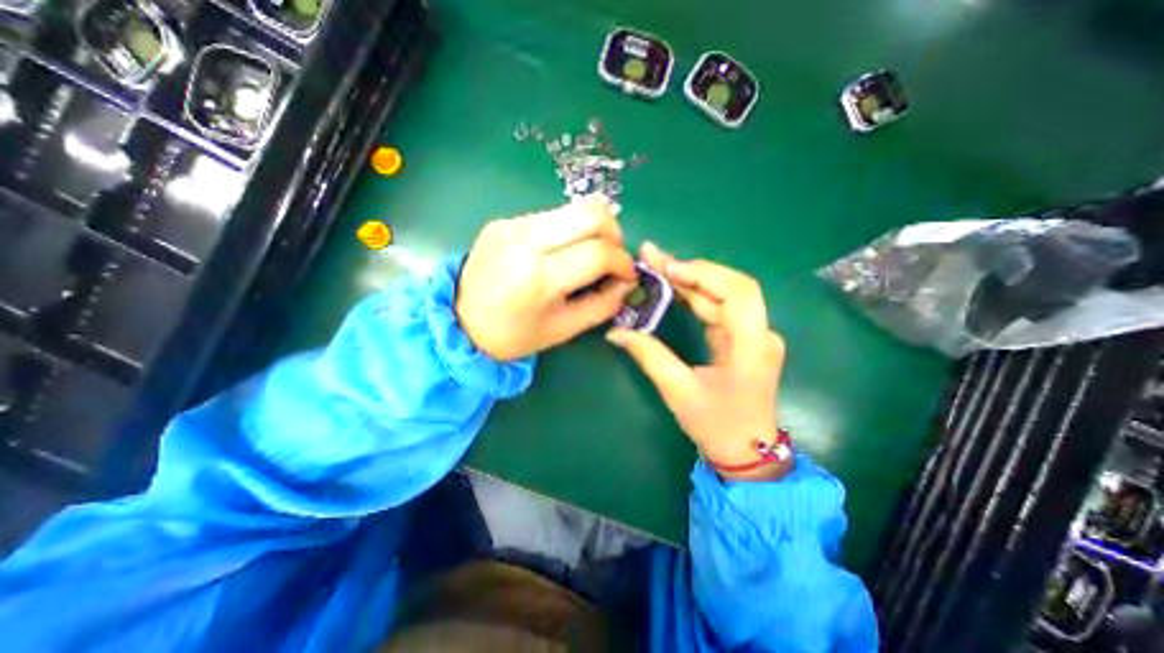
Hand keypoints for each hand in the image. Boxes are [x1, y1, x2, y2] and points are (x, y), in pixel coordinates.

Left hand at [453, 197, 635, 362]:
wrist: (460, 322)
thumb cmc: (514, 335)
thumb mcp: (564, 329)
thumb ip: (603, 305)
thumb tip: (626, 283)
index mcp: (539, 277)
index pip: (599, 252)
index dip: (623, 263)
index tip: (627, 276)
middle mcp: (525, 240)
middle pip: (592, 213)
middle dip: (615, 235)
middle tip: (612, 260)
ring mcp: (512, 225)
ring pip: (575, 208)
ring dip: (594, 230)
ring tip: (590, 256)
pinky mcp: (506, 220)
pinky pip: (553, 216)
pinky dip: (570, 231)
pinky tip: (562, 253)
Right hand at [605, 242, 786, 480]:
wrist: (746, 453)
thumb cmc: (716, 425)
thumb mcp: (678, 391)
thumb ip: (649, 355)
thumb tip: (617, 332)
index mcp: (753, 346)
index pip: (736, 291)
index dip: (702, 273)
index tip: (666, 267)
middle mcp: (760, 333)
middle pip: (730, 286)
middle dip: (691, 270)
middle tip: (654, 257)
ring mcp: (754, 335)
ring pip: (723, 295)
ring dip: (690, 281)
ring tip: (657, 267)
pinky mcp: (743, 339)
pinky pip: (719, 309)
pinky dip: (695, 296)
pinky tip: (672, 288)